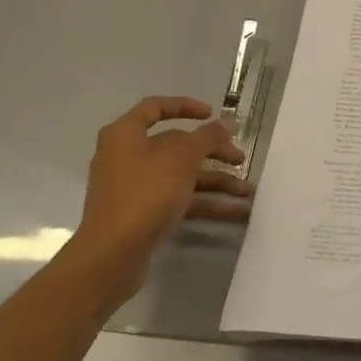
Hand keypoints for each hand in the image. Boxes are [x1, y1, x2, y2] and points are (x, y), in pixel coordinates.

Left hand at [66, 96, 250, 306]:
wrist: (113, 254)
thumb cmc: (145, 194)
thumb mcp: (182, 158)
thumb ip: (207, 137)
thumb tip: (227, 122)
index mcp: (125, 134)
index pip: (156, 107)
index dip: (186, 106)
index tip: (213, 114)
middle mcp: (126, 156)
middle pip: (176, 145)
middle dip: (213, 152)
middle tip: (241, 159)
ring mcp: (134, 187)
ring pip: (181, 175)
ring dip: (216, 182)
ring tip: (247, 192)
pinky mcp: (141, 213)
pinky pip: (178, 199)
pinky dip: (204, 203)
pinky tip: (234, 212)